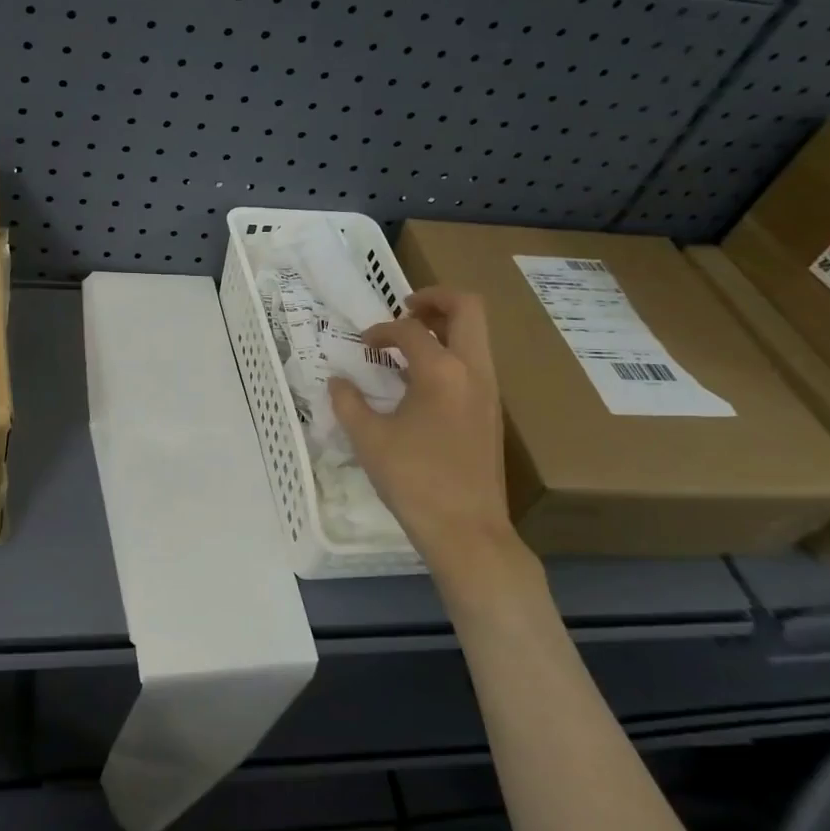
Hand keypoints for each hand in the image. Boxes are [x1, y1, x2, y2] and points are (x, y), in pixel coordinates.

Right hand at [328, 287, 519, 577]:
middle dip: (435, 298)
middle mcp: (473, 371)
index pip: (409, 330)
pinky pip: (476, 362)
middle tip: (405, 308)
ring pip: (477, 335)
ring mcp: (489, 391)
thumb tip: (337, 381)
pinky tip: (422, 380)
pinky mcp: (492, 412)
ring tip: (411, 341)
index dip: (381, 330)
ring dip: (445, 326)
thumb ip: (348, 402)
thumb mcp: (368, 439)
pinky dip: (452, 352)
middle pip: (467, 308)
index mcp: (441, 371)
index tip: (363, 345)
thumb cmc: (414, 481)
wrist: (467, 531)